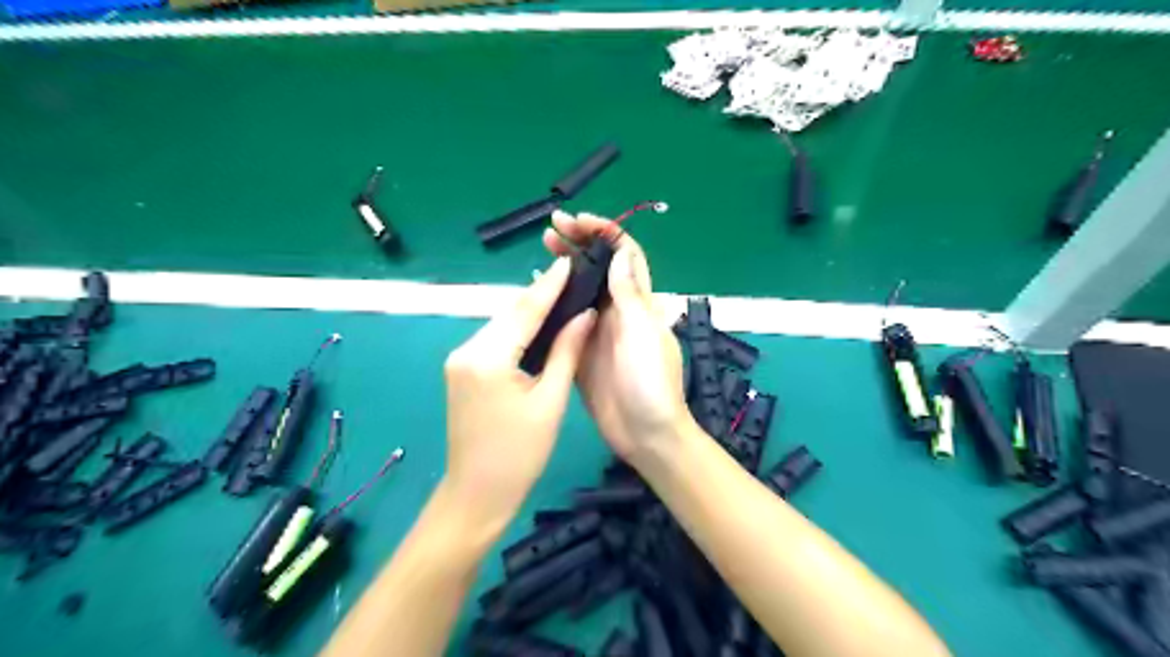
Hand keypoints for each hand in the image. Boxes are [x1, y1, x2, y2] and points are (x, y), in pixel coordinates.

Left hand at [447, 256, 596, 534]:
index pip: (524, 311)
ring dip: (530, 312)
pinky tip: (540, 326)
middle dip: (540, 295)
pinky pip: (495, 341)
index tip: (568, 261)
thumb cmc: (519, 454)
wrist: (476, 495)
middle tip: (573, 277)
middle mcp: (466, 350)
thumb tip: (585, 314)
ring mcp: (460, 361)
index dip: (549, 286)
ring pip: (502, 326)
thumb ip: (566, 352)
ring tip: (563, 295)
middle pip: (509, 314)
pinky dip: (518, 331)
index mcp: (487, 357)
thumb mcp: (550, 401)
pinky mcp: (462, 371)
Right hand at [542, 211, 692, 466]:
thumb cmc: (649, 382)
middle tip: (550, 230)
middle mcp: (619, 311)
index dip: (605, 232)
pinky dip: (554, 303)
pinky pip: (567, 320)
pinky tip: (536, 296)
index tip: (578, 222)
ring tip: (540, 252)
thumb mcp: (641, 334)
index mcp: (638, 302)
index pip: (625, 254)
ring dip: (565, 269)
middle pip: (599, 267)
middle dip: (579, 244)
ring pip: (581, 291)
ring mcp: (599, 331)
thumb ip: (629, 294)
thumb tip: (620, 252)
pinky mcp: (582, 351)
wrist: (644, 434)